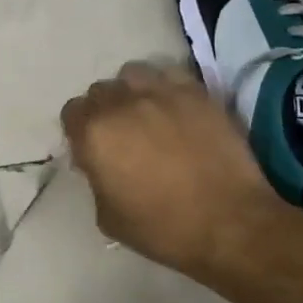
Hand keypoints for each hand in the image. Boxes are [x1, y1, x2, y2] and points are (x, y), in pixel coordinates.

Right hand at [59, 62, 283, 280]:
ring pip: (131, 74)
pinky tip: (174, 108)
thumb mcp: (108, 216)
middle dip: (104, 110)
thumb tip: (100, 164)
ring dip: (131, 91)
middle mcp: (121, 103)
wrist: (230, 224)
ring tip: (146, 113)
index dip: (80, 130)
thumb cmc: (163, 228)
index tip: (94, 149)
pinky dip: (165, 86)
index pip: (71, 112)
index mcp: (94, 133)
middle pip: (100, 91)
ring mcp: (160, 92)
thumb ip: (95, 179)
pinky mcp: (195, 93)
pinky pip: (168, 74)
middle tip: (122, 135)